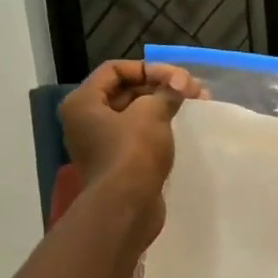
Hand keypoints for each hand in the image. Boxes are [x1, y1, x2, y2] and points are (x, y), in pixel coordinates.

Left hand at [59, 59, 202, 213]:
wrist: (126, 208)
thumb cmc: (132, 153)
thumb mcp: (151, 113)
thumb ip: (166, 92)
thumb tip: (179, 86)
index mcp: (83, 102)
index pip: (115, 70)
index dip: (148, 69)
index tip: (177, 79)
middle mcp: (85, 120)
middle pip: (125, 90)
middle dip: (160, 86)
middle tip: (193, 91)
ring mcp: (100, 144)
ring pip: (133, 113)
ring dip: (162, 105)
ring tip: (195, 105)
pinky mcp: (116, 163)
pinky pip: (137, 135)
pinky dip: (157, 127)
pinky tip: (181, 127)